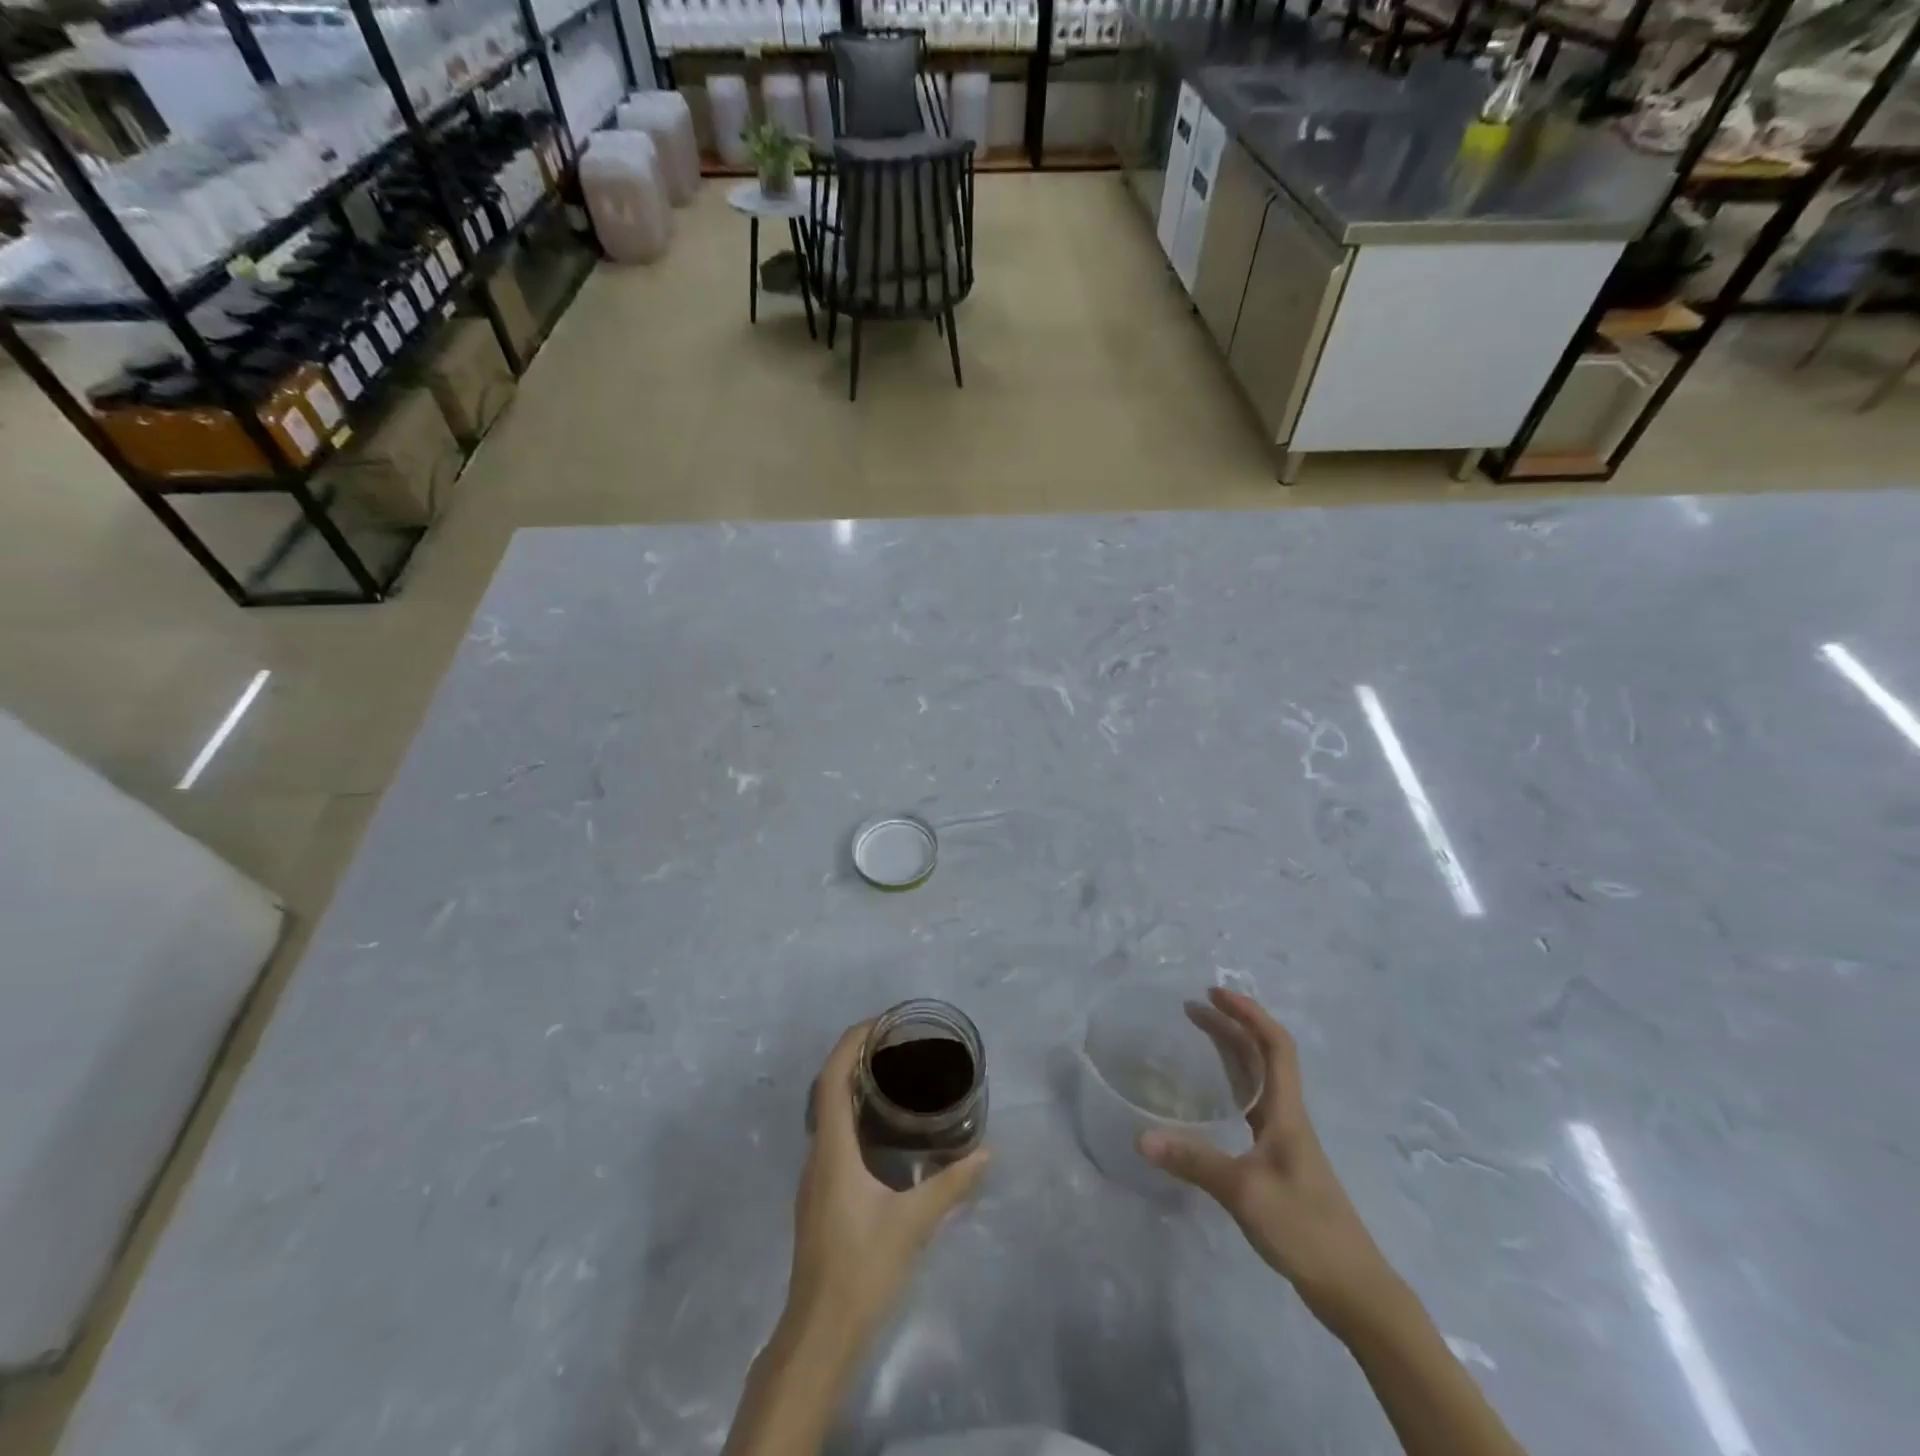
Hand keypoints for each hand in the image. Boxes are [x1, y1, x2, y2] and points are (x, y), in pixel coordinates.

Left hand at [786, 1022, 988, 1345]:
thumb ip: (950, 1185)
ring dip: (852, 1084)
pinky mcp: (820, 1195)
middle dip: (855, 1056)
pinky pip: (832, 1135)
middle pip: (827, 1087)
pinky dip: (853, 1113)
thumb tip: (986, 1152)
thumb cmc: (861, 1269)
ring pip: (827, 1112)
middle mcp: (818, 1154)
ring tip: (891, 1074)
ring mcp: (815, 1176)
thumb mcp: (912, 1224)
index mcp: (833, 1149)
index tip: (881, 1022)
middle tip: (894, 1043)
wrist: (818, 1334)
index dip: (851, 1042)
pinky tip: (881, 1127)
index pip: (832, 1078)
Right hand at [1139, 989, 1399, 1334]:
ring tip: (1197, 1034)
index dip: (1249, 1013)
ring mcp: (1284, 1140)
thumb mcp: (1245, 1192)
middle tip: (1192, 1007)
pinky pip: (1251, 1107)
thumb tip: (1141, 1137)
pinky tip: (1210, 1096)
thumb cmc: (1305, 1229)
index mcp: (1287, 1112)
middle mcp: (1287, 1117)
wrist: (1353, 1290)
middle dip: (1231, 1025)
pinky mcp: (1278, 1162)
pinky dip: (1230, 1085)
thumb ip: (1194, 1162)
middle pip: (1263, 1056)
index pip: (1275, 1046)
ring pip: (1258, 1080)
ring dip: (1231, 1051)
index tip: (1215, 994)